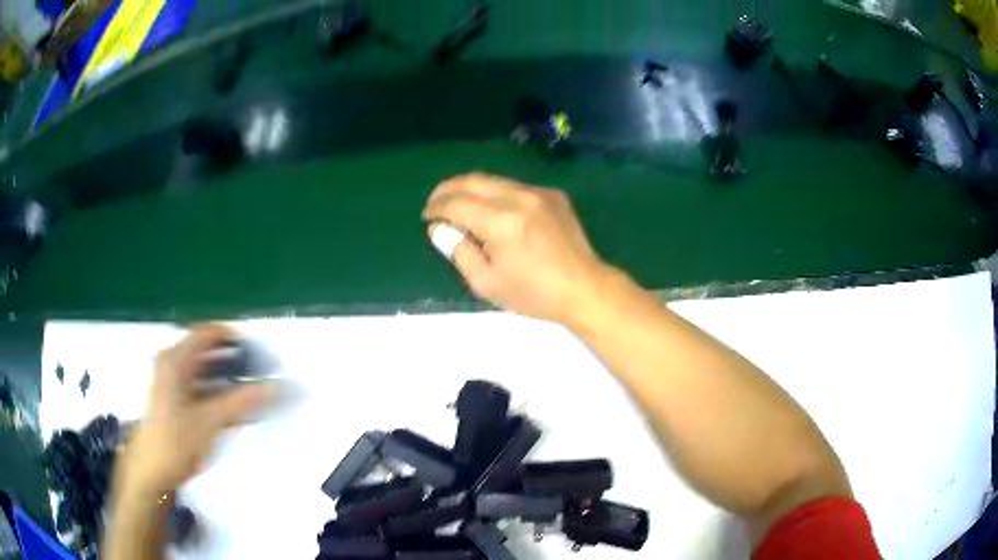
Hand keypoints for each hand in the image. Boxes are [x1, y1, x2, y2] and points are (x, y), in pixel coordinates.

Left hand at [117, 325, 274, 495]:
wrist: (151, 472)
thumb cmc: (174, 441)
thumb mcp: (208, 422)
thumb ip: (240, 402)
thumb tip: (273, 386)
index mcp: (176, 361)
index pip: (207, 334)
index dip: (232, 337)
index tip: (259, 350)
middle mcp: (173, 366)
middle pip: (207, 352)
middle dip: (234, 359)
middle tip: (261, 371)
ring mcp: (174, 385)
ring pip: (206, 373)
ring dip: (229, 379)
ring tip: (254, 391)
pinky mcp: (177, 403)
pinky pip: (203, 390)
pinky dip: (220, 395)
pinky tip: (239, 411)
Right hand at [423, 173, 610, 325]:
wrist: (584, 288)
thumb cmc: (534, 293)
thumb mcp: (487, 283)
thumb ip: (459, 251)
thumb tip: (439, 228)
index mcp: (501, 221)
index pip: (456, 203)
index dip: (436, 208)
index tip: (427, 218)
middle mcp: (519, 197)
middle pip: (472, 180)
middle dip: (447, 189)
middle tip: (436, 203)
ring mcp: (538, 192)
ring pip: (493, 180)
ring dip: (471, 189)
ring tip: (460, 205)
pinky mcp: (552, 194)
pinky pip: (514, 187)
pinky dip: (496, 194)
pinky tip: (493, 211)